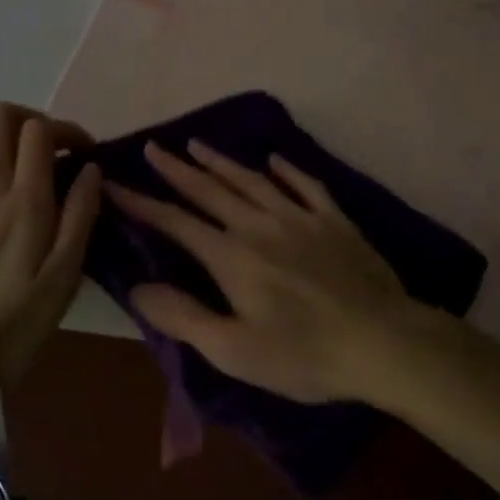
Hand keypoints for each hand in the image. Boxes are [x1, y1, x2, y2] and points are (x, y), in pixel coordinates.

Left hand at [0, 102, 101, 389]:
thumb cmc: (13, 323)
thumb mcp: (64, 277)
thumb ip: (81, 216)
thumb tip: (91, 170)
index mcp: (25, 201)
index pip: (39, 129)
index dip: (66, 129)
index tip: (84, 155)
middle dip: (31, 119)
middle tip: (52, 151)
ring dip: (2, 140)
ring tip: (23, 169)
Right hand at [103, 140, 429, 404]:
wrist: (383, 341)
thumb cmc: (304, 354)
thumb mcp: (234, 351)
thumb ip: (184, 317)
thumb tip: (139, 287)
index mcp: (233, 257)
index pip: (177, 223)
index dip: (143, 203)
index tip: (115, 183)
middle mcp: (261, 225)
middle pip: (211, 190)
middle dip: (177, 169)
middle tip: (152, 148)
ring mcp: (301, 217)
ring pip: (252, 180)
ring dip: (222, 162)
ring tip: (197, 145)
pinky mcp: (334, 220)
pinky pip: (306, 185)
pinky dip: (287, 170)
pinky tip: (275, 159)